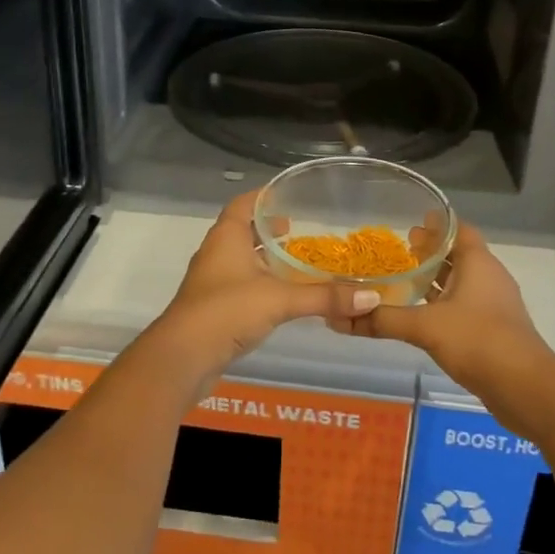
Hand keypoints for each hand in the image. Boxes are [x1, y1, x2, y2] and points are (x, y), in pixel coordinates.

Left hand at [150, 191, 379, 379]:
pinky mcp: (213, 308)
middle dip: (269, 229)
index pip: (244, 203)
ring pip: (241, 259)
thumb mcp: (280, 300)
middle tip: (300, 230)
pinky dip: (259, 283)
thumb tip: (372, 297)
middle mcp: (216, 253)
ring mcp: (211, 281)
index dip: (264, 197)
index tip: (289, 196)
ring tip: (296, 261)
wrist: (182, 358)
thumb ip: (324, 297)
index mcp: (227, 237)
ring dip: (264, 258)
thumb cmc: (227, 311)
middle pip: (243, 230)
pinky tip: (281, 296)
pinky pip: (239, 285)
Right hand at [324, 222, 554, 438]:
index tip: (410, 220)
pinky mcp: (491, 329)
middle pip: (457, 254)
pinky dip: (441, 303)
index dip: (435, 223)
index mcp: (478, 263)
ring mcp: (491, 304)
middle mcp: (487, 277)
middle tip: (400, 247)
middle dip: (430, 251)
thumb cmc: (478, 341)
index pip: (457, 229)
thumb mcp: (425, 327)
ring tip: (403, 277)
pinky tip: (419, 313)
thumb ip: (384, 320)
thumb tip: (340, 318)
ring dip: (435, 278)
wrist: (526, 389)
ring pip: (459, 282)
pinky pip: (461, 305)